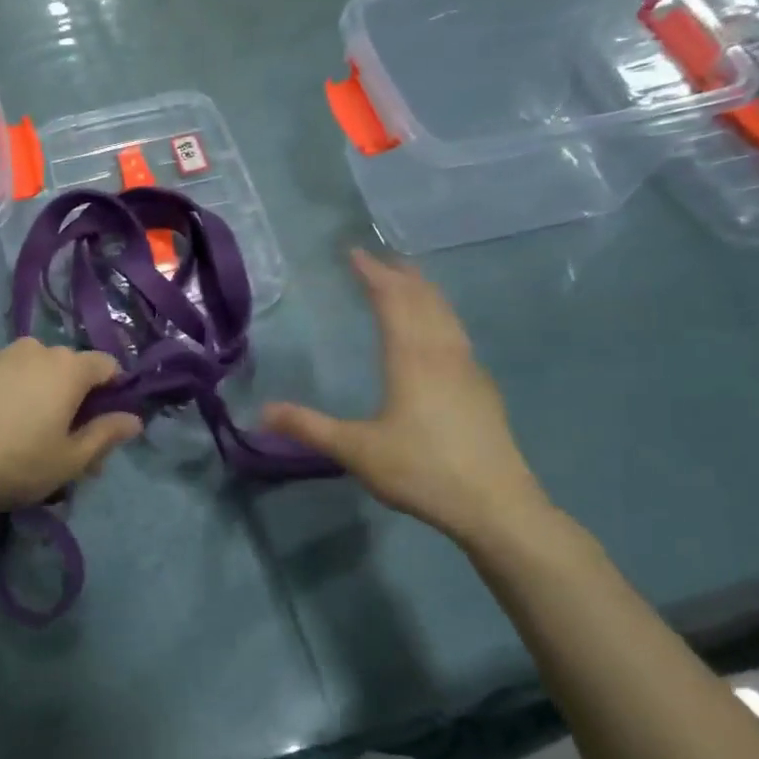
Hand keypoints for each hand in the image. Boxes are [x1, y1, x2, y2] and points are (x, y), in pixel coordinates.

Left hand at [0, 338, 141, 516]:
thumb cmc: (13, 463)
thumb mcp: (70, 460)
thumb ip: (106, 435)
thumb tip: (134, 419)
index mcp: (68, 367)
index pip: (108, 366)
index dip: (115, 394)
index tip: (104, 428)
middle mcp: (37, 349)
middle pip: (72, 369)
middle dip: (79, 402)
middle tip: (69, 447)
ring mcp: (1, 354)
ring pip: (39, 372)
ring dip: (46, 398)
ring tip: (32, 440)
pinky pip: (10, 375)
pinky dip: (17, 394)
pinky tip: (1, 428)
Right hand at [262, 250, 550, 547]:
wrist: (496, 505)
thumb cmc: (422, 470)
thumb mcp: (356, 451)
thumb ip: (309, 427)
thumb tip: (261, 411)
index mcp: (412, 358)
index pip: (392, 300)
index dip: (373, 274)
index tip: (354, 253)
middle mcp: (443, 353)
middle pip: (424, 299)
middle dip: (400, 274)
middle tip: (379, 259)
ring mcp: (469, 369)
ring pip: (446, 315)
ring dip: (424, 292)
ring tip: (408, 282)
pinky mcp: (482, 390)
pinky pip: (457, 335)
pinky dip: (440, 316)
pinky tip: (438, 334)